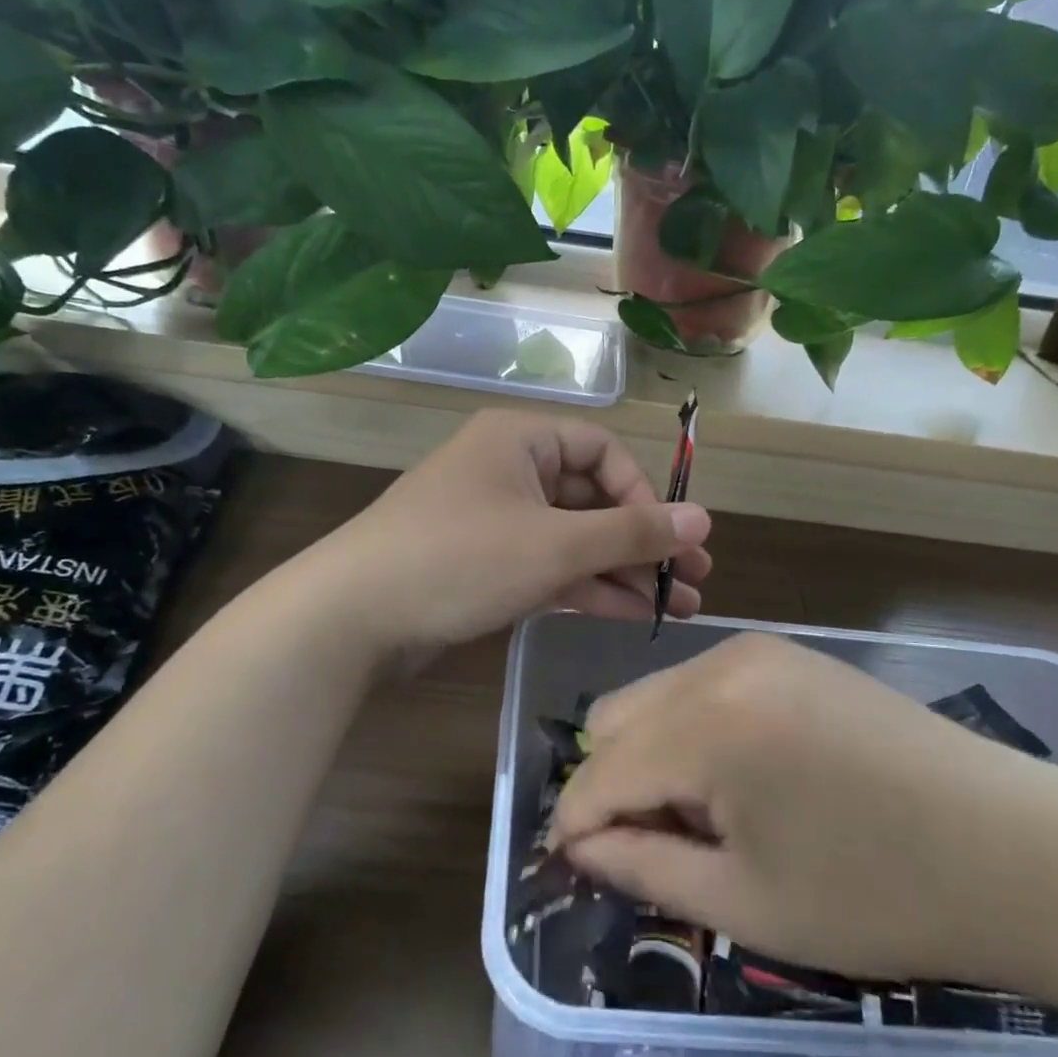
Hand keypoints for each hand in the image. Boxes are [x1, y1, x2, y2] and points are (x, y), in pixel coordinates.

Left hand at [315, 409, 711, 658]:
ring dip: (621, 571)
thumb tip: (705, 520)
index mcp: (520, 439)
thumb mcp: (555, 544)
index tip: (671, 540)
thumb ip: (631, 533)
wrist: (353, 617)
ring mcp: (494, 519)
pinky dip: (585, 587)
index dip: (643, 494)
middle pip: (591, 499)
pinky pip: (547, 565)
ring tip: (674, 609)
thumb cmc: (460, 558)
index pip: (603, 451)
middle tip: (692, 582)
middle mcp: (508, 470)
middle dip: (642, 542)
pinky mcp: (483, 563)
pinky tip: (629, 614)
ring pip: (572, 538)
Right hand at [547, 632, 1057, 992]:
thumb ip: (644, 868)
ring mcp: (757, 650)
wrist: (1014, 845)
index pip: (600, 771)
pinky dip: (693, 730)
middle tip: (655, 848)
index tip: (571, 869)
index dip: (575, 825)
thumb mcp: (747, 902)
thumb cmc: (878, 893)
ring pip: (656, 696)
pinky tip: (743, 779)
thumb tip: (581, 848)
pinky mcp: (788, 653)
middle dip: (611, 784)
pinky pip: (702, 685)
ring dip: (652, 755)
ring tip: (705, 818)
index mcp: (707, 724)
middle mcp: (720, 664)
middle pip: (614, 717)